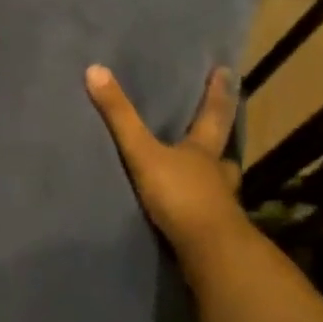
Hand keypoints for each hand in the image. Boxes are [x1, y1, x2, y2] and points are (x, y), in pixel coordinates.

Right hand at [85, 65, 246, 253]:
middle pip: (221, 151)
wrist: (209, 251)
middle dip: (218, 141)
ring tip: (202, 174)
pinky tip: (190, 211)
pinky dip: (200, 207)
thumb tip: (95, 69)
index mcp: (203, 151)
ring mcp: (219, 204)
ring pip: (218, 183)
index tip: (227, 72)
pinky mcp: (212, 230)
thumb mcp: (143, 152)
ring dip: (212, 177)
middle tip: (219, 132)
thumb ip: (119, 116)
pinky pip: (207, 212)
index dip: (218, 93)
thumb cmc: (180, 194)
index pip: (213, 115)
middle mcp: (216, 174)